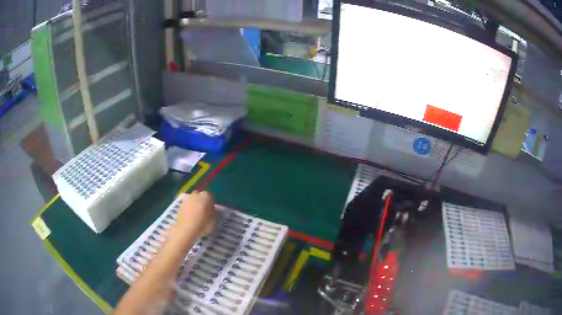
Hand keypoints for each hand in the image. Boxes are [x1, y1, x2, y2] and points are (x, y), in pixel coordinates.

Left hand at [170, 191, 215, 243]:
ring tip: (196, 216)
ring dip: (194, 205)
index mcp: (206, 196)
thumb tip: (212, 211)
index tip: (211, 211)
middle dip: (201, 202)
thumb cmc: (203, 224)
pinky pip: (187, 206)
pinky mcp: (180, 205)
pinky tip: (190, 218)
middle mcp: (196, 194)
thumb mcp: (214, 220)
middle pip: (200, 196)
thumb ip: (214, 213)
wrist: (186, 229)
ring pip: (192, 200)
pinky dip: (188, 210)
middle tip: (203, 212)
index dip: (211, 204)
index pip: (210, 197)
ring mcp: (187, 199)